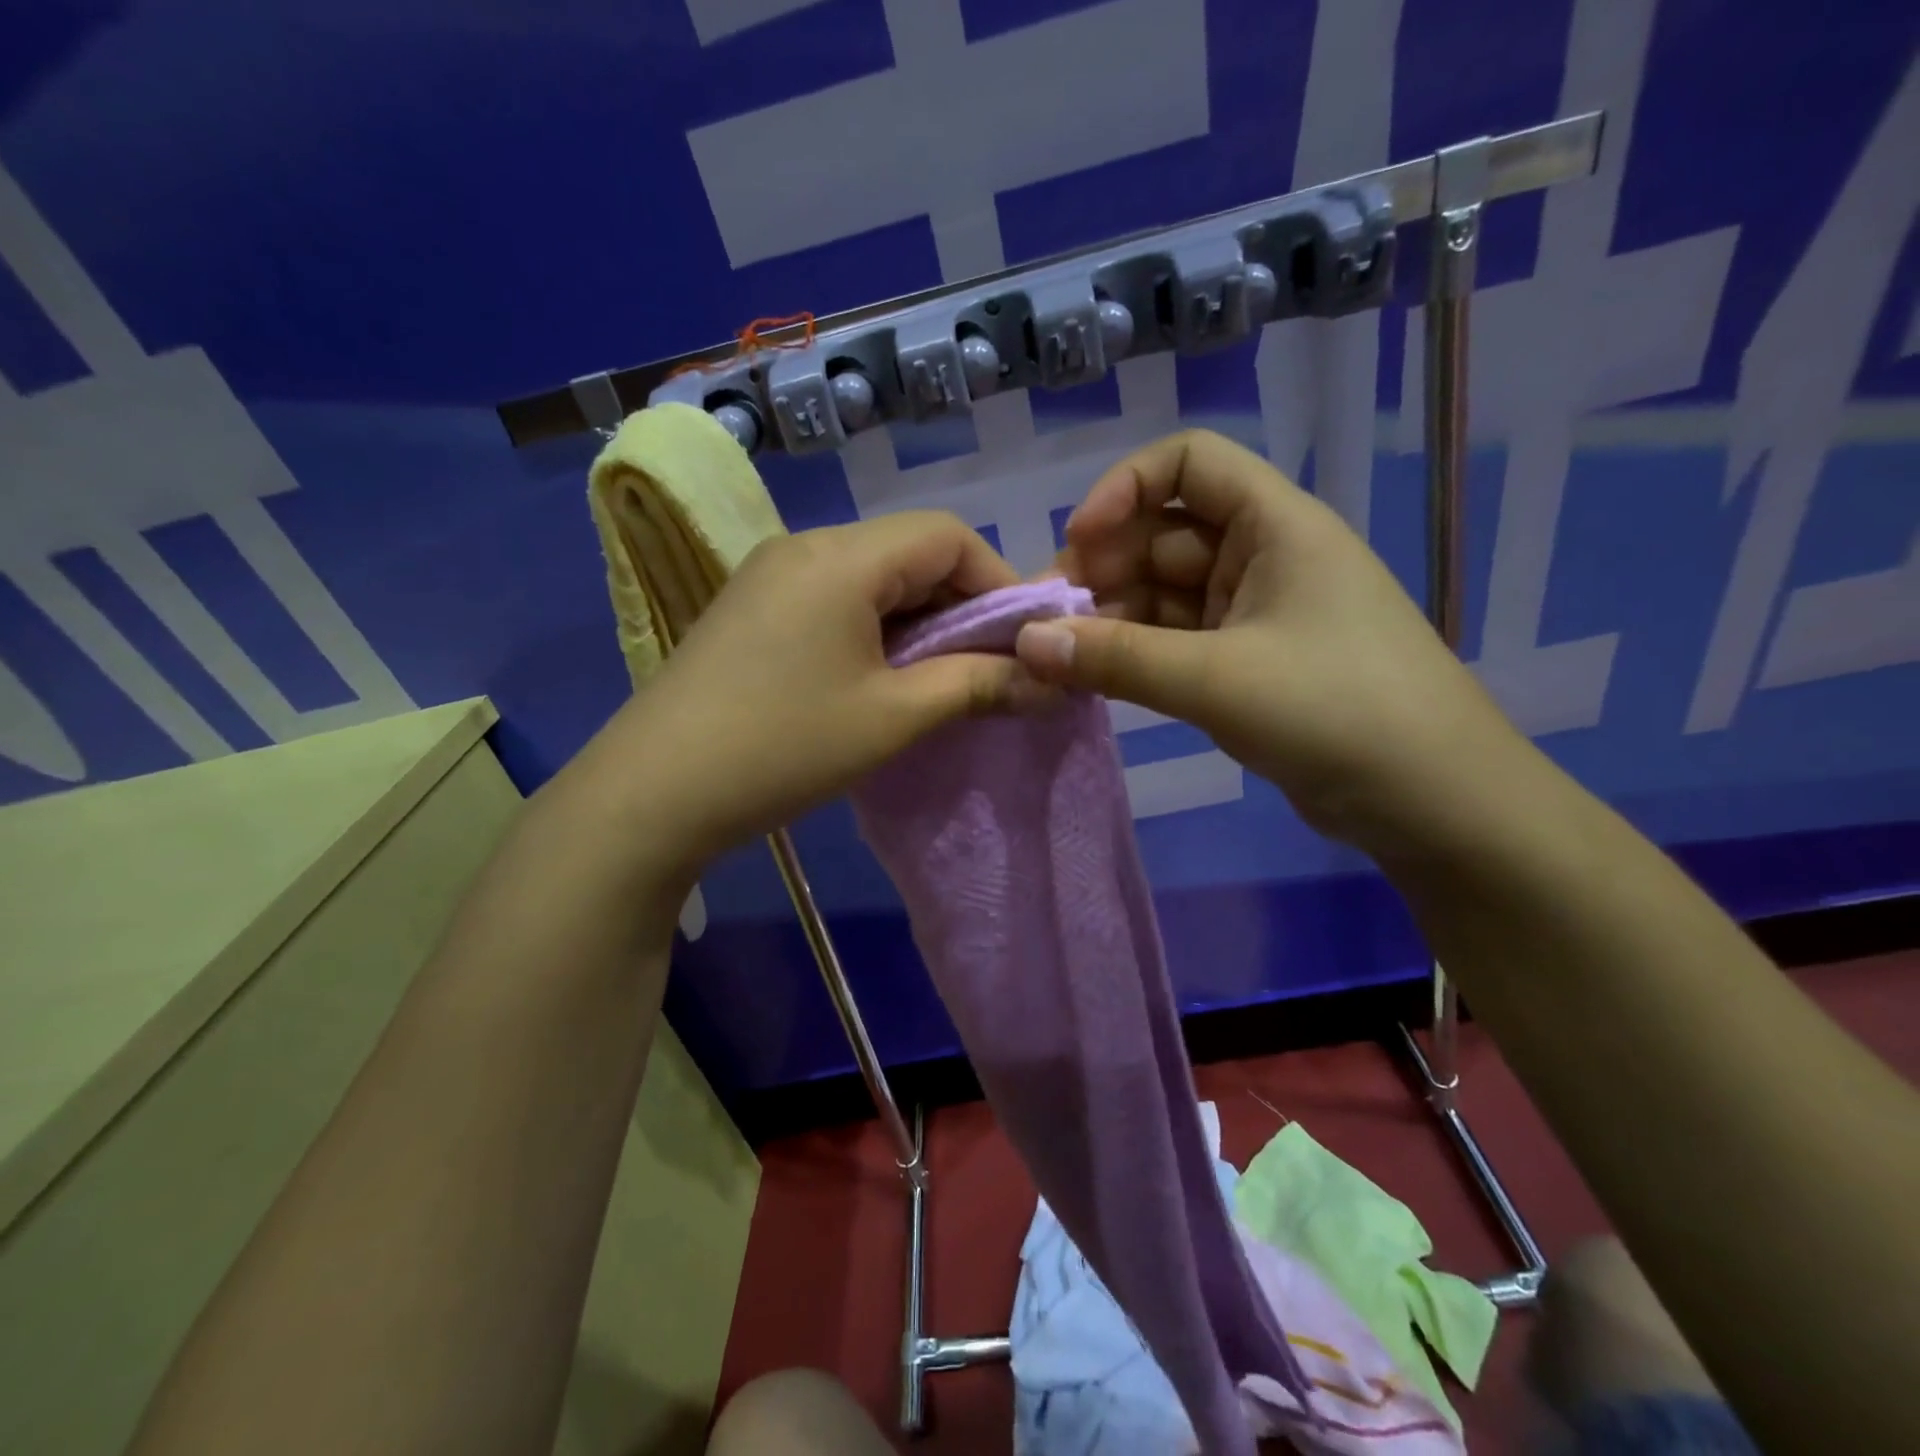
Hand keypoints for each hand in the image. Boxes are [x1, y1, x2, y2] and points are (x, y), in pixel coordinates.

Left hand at [590, 511, 1028, 880]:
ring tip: (939, 679)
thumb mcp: (893, 717)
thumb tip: (1048, 680)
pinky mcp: (753, 608)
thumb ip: (977, 686)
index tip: (1023, 640)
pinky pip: (834, 599)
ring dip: (918, 621)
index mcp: (842, 557)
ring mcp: (771, 576)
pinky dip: (875, 628)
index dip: (998, 582)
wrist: (653, 792)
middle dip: (960, 605)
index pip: (947, 536)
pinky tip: (879, 678)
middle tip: (987, 666)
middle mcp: (805, 547)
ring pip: (872, 577)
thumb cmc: (784, 747)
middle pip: (909, 552)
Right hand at [1014, 430, 1523, 848]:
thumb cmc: (1336, 712)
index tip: (1077, 544)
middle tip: (1047, 620)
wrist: (1432, 801)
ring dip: (1112, 618)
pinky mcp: (1247, 663)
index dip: (1124, 488)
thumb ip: (1116, 659)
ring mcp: (1255, 612)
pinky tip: (1095, 677)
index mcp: (1275, 524)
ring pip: (1164, 593)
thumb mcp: (1217, 680)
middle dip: (1103, 568)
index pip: (1189, 461)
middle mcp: (1263, 555)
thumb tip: (1027, 643)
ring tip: (1058, 657)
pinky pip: (1175, 640)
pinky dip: (1135, 654)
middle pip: (1164, 533)